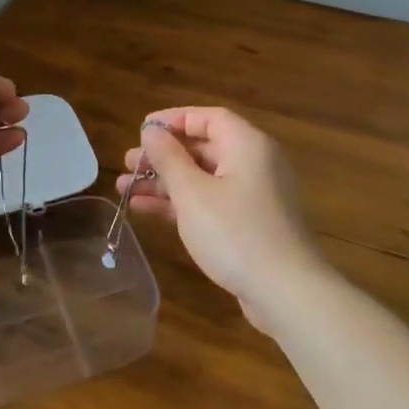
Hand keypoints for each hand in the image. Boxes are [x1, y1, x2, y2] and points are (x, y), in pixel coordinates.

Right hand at [116, 107, 326, 328]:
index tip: (141, 130)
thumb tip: (151, 130)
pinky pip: (209, 202)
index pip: (208, 118)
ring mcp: (252, 196)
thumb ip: (168, 158)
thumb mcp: (192, 193)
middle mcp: (253, 164)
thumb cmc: (235, 233)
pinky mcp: (247, 224)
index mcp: (247, 145)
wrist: (284, 291)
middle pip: (203, 148)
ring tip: (124, 188)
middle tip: (127, 163)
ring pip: (202, 178)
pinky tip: (144, 209)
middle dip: (163, 155)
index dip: (173, 119)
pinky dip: (180, 203)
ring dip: (165, 182)